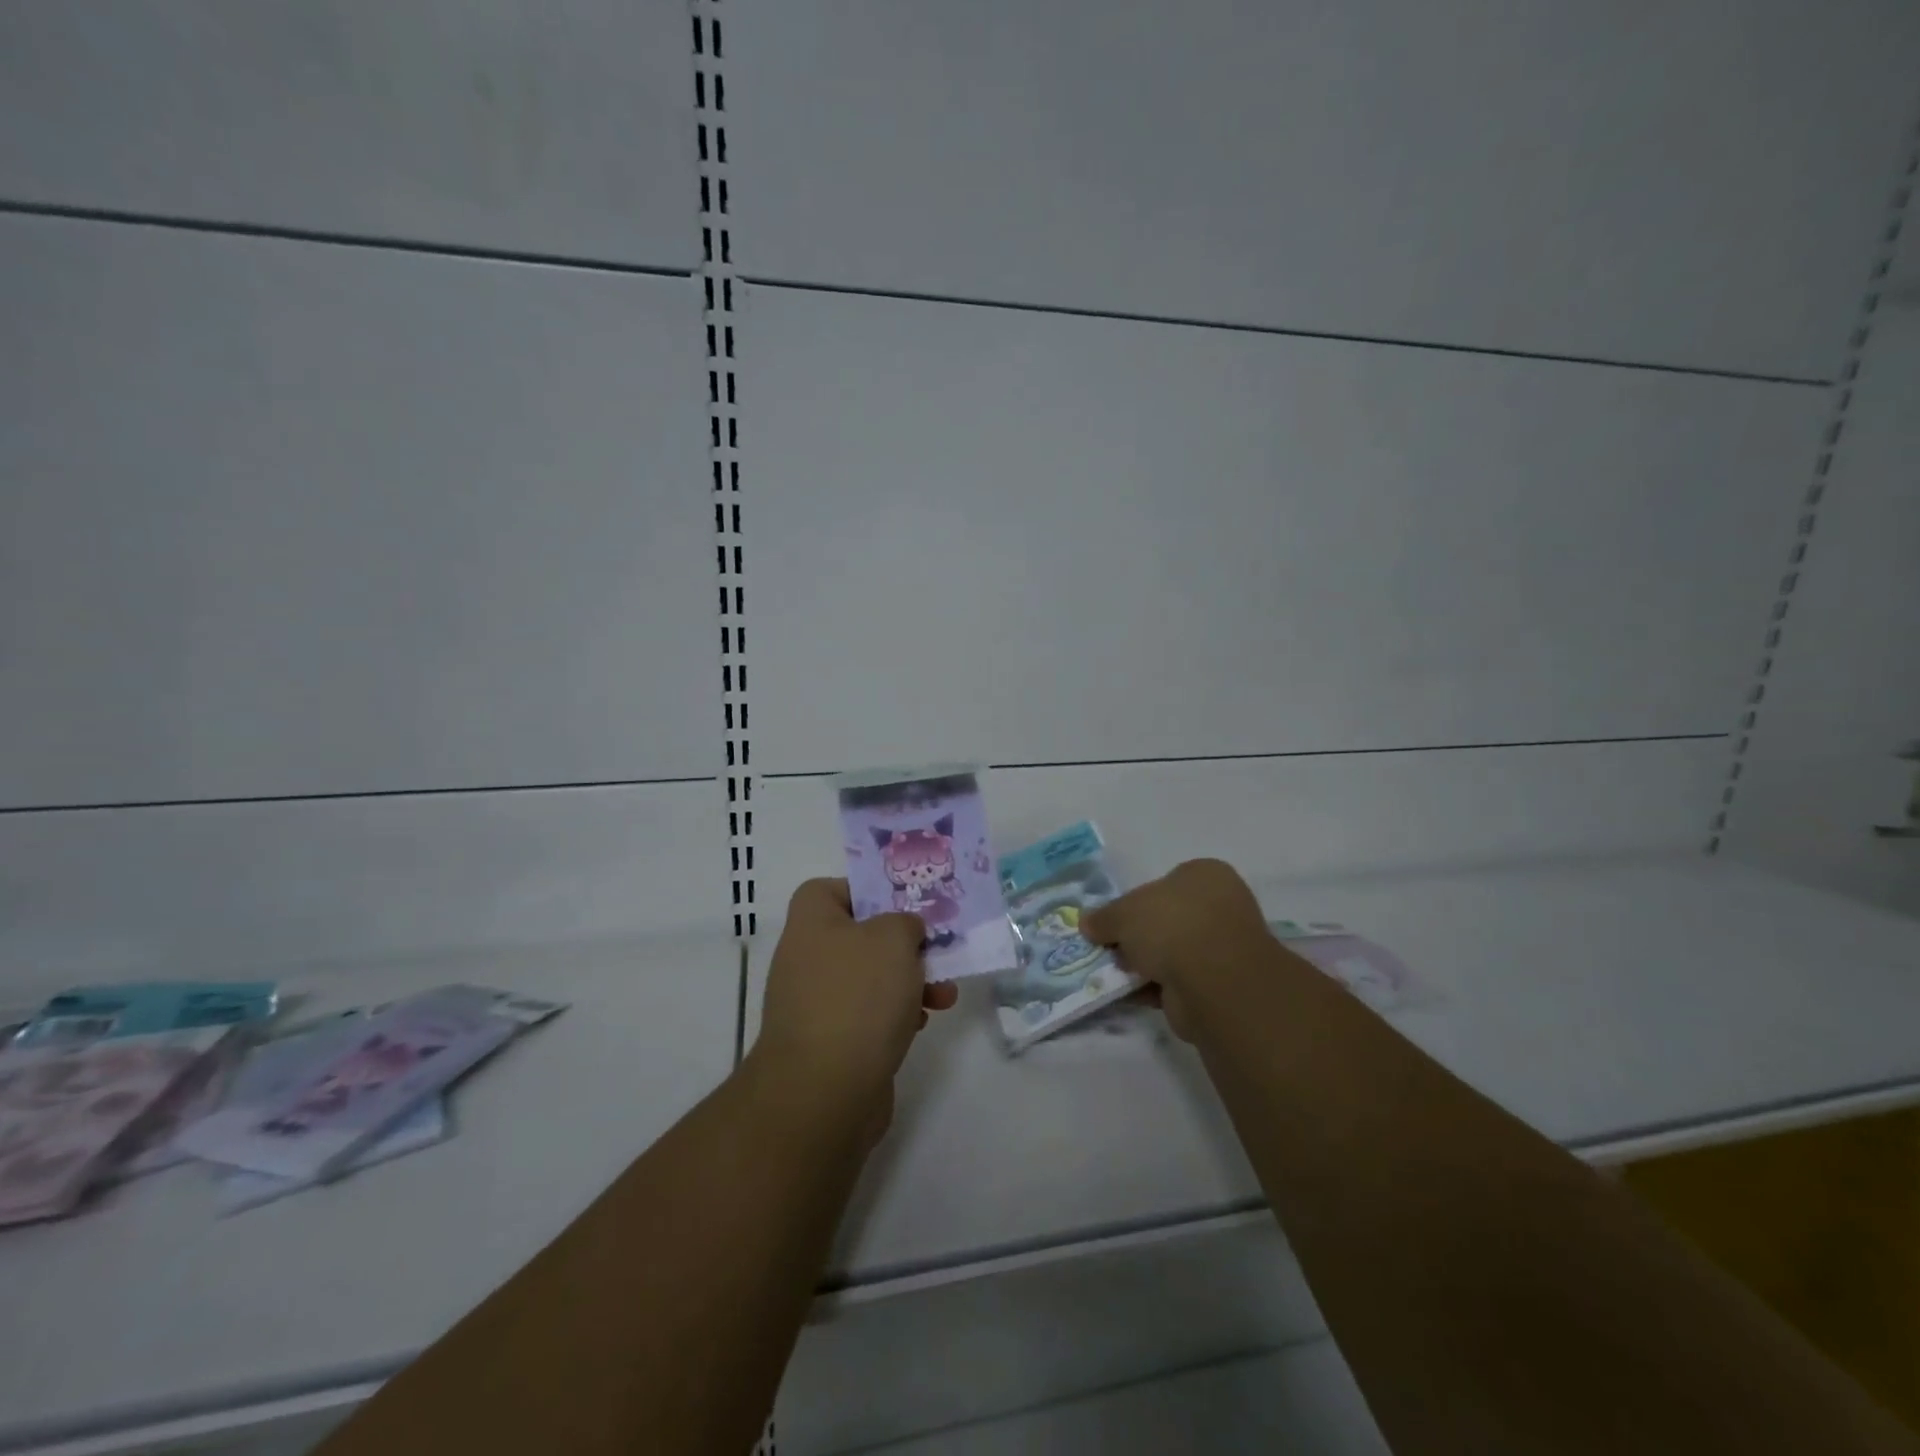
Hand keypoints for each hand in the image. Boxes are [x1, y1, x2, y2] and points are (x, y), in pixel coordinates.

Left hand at [753, 879, 958, 1127]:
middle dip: (904, 945)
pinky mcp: (830, 1040)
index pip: (832, 888)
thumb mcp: (894, 938)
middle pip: (861, 935)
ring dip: (909, 982)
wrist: (824, 1091)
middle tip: (936, 952)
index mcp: (811, 922)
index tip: (903, 906)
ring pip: (871, 977)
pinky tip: (919, 1025)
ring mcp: (815, 1001)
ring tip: (943, 995)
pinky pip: (868, 1014)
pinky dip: (895, 1015)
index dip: (868, 891)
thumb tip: (904, 932)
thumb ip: (906, 922)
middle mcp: (806, 957)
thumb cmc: (858, 996)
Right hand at [1082, 858, 1276, 1039]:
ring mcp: (1225, 947)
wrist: (1213, 980)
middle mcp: (1221, 905)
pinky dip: (1157, 988)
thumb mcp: (1122, 913)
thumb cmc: (1170, 926)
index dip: (1135, 901)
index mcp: (1205, 875)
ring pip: (1173, 952)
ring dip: (1146, 965)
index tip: (1114, 921)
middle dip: (1139, 937)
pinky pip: (1181, 981)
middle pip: (1167, 919)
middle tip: (1111, 949)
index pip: (1165, 882)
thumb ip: (1103, 917)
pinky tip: (1132, 994)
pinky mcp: (1222, 984)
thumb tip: (1087, 923)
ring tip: (1116, 975)